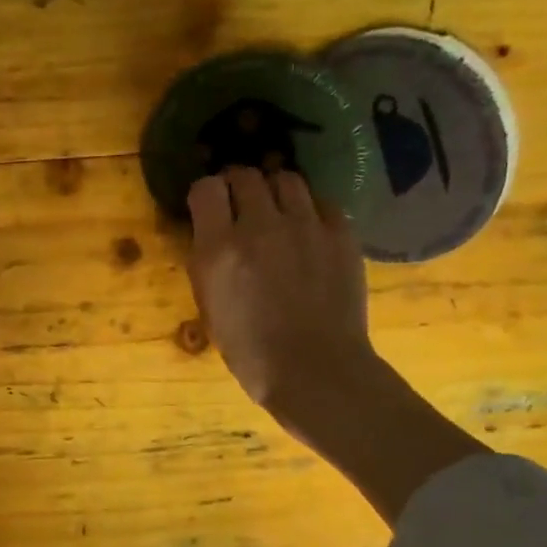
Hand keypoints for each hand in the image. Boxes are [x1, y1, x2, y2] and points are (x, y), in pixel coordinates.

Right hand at [186, 167, 485, 523]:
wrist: (315, 371)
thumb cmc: (251, 352)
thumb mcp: (210, 308)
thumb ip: (208, 262)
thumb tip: (213, 234)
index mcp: (219, 248)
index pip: (206, 188)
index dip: (206, 195)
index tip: (209, 208)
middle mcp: (260, 226)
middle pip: (245, 176)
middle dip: (238, 187)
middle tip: (241, 206)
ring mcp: (305, 226)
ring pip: (286, 180)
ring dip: (274, 192)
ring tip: (276, 212)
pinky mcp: (340, 233)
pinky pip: (320, 202)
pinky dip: (309, 209)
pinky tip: (307, 229)